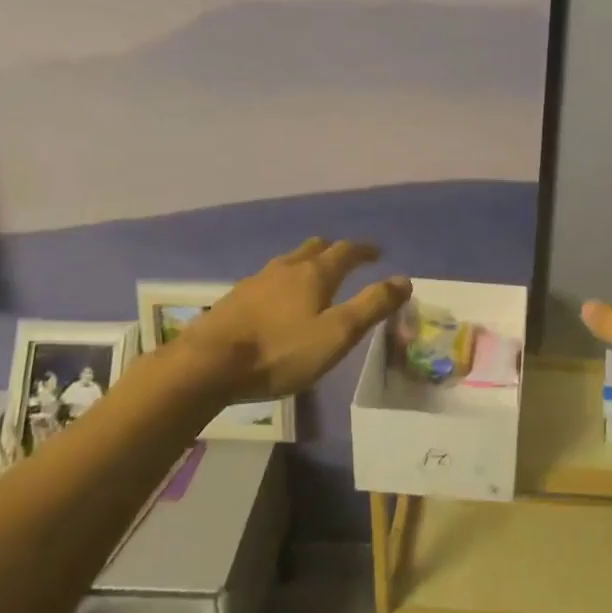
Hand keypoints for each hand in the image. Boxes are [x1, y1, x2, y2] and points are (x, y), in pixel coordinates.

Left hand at [180, 239, 411, 401]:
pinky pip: (269, 279)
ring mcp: (257, 280)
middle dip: (334, 251)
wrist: (207, 365)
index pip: (347, 251)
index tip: (377, 253)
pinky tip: (278, 301)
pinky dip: (284, 282)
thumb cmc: (280, 351)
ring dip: (307, 264)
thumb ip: (372, 306)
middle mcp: (287, 267)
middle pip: (315, 248)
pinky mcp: (235, 298)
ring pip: (289, 261)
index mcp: (315, 273)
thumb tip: (404, 280)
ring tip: (314, 278)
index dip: (365, 250)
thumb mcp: (337, 334)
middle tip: (347, 261)